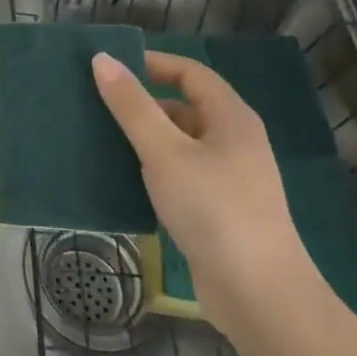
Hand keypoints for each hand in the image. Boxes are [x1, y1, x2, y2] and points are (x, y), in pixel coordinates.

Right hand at [92, 51, 314, 332]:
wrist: (260, 296)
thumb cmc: (214, 210)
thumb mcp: (165, 151)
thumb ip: (131, 105)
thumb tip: (101, 59)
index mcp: (230, 118)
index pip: (190, 73)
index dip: (152, 64)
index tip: (110, 68)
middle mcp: (234, 142)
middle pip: (184, 107)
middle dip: (142, 103)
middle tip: (97, 104)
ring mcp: (229, 179)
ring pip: (180, 143)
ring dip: (144, 138)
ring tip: (101, 138)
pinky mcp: (219, 211)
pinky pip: (180, 174)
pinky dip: (153, 169)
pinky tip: (124, 179)